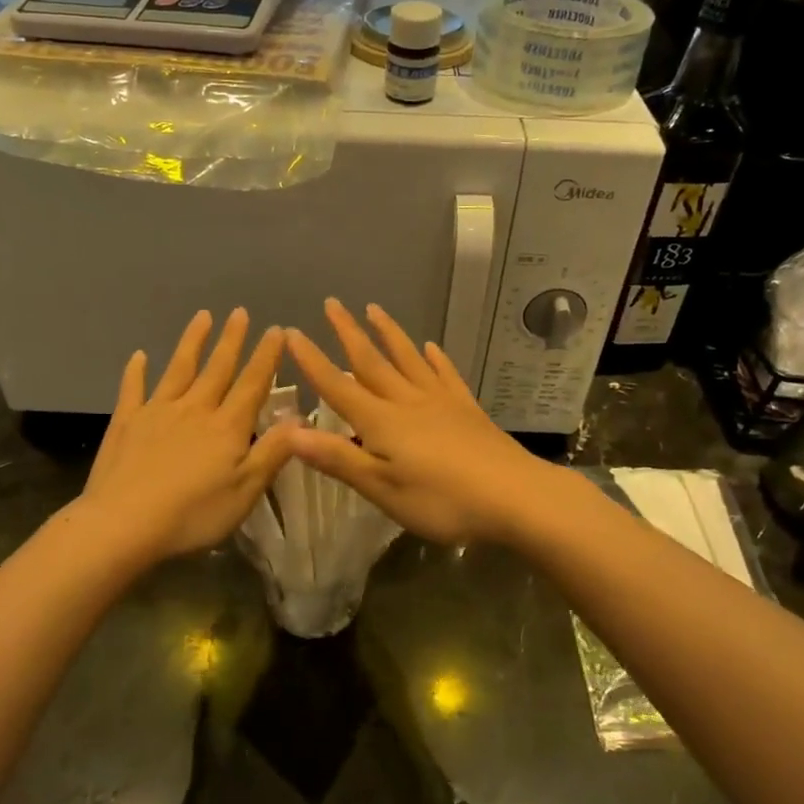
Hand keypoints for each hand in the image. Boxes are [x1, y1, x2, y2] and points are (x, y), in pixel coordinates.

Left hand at [82, 309, 294, 562]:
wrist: (123, 524)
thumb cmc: (193, 514)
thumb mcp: (245, 491)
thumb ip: (273, 452)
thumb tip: (301, 419)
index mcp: (227, 427)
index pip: (253, 384)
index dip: (266, 357)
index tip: (276, 330)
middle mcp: (195, 409)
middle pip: (217, 369)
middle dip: (231, 340)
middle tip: (240, 312)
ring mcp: (157, 412)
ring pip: (179, 369)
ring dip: (192, 342)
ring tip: (202, 317)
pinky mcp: (126, 422)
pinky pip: (133, 389)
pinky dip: (136, 371)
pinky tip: (139, 356)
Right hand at [283, 300, 559, 545]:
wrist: (514, 496)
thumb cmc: (442, 500)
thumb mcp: (382, 488)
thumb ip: (338, 458)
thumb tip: (289, 431)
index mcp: (381, 422)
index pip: (338, 386)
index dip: (313, 361)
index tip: (291, 332)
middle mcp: (408, 401)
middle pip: (372, 362)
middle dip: (348, 333)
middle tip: (332, 303)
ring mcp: (441, 401)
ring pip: (408, 360)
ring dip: (389, 334)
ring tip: (374, 309)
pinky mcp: (468, 409)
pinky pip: (446, 375)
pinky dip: (436, 359)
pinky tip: (432, 347)